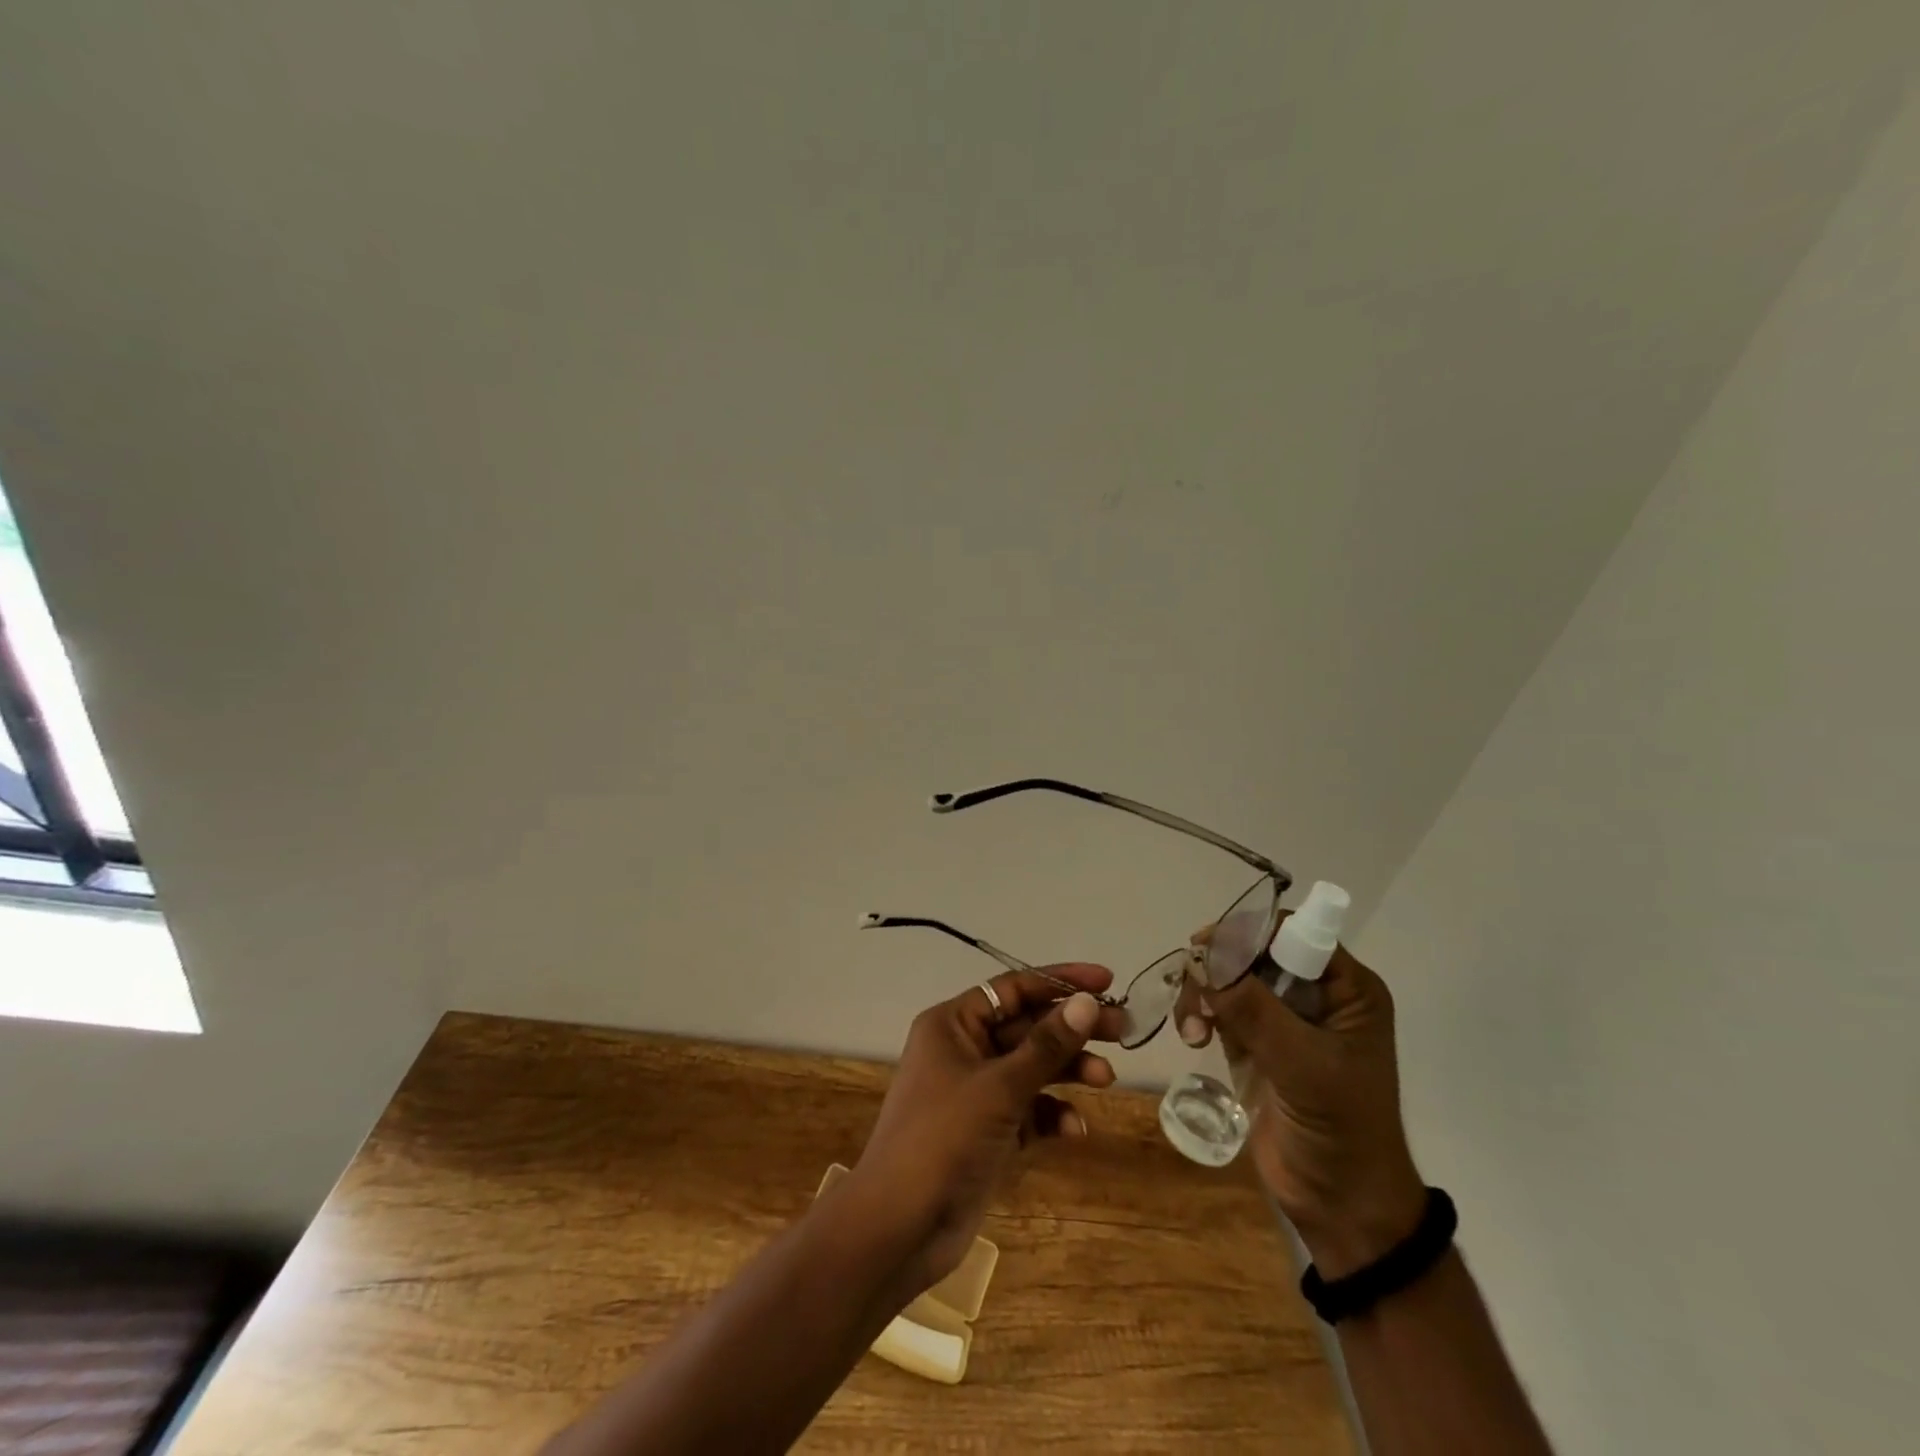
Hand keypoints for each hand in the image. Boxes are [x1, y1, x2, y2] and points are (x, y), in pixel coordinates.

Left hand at [850, 965, 1127, 1290]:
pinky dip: (1052, 1115)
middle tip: (1122, 1029)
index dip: (1060, 981)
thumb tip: (1086, 1002)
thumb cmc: (943, 1139)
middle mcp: (964, 1049)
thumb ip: (1046, 1045)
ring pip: (1032, 1068)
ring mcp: (976, 1093)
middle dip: (1072, 1028)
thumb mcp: (999, 1087)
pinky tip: (1075, 1129)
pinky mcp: (988, 1132)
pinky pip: (1029, 1110)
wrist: (899, 1228)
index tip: (1106, 981)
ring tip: (1107, 1078)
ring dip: (1068, 1070)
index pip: (1013, 989)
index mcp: (954, 1024)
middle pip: (1028, 1027)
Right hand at [1176, 922, 1425, 1278]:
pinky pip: (1217, 1007)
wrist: (1342, 1206)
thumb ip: (1254, 1009)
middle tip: (1193, 986)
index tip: (1206, 947)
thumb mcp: (1303, 1065)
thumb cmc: (1341, 1129)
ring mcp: (1282, 1019)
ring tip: (1191, 1028)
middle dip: (1217, 965)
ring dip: (1202, 992)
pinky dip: (1197, 1013)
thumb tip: (1203, 959)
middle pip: (1252, 950)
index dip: (1249, 931)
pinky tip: (1191, 1037)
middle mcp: (1314, 994)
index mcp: (1346, 989)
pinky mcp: (1255, 1043)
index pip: (1293, 933)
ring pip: (1228, 977)